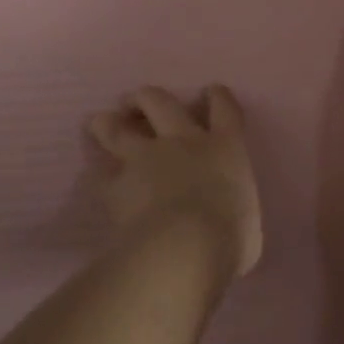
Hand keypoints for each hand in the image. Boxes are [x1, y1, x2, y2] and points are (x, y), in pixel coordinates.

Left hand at [87, 85, 263, 278]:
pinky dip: (98, 173)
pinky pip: (100, 172)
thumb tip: (229, 221)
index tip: (211, 94)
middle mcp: (184, 142)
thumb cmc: (231, 239)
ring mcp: (145, 159)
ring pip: (117, 126)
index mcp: (225, 149)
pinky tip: (97, 177)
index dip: (217, 97)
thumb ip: (234, 210)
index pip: (224, 108)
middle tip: (138, 104)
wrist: (184, 250)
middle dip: (146, 99)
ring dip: (108, 123)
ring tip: (103, 124)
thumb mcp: (246, 222)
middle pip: (161, 101)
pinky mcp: (116, 185)